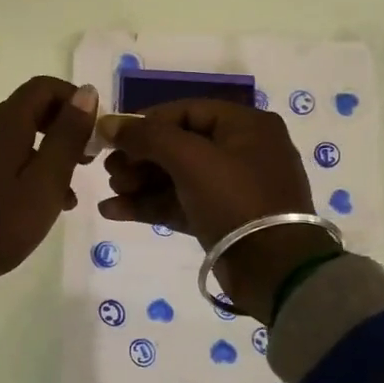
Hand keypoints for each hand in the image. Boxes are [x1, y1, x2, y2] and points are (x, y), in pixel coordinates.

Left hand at [0, 77, 99, 286]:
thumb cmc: (0, 222)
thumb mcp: (46, 182)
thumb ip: (67, 136)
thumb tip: (86, 92)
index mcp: (4, 124)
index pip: (43, 87)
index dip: (74, 100)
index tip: (95, 130)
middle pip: (31, 110)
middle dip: (64, 129)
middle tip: (87, 161)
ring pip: (19, 139)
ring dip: (49, 155)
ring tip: (69, 193)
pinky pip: (3, 159)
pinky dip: (28, 170)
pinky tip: (41, 204)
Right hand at [100, 100, 336, 319]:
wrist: (274, 271)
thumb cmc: (235, 200)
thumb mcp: (190, 160)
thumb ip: (147, 137)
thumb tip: (108, 123)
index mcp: (246, 125)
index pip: (185, 111)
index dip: (145, 122)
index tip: (112, 137)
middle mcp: (242, 150)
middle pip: (178, 144)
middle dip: (139, 157)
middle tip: (110, 171)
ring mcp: (233, 187)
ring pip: (176, 176)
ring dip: (140, 182)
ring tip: (110, 192)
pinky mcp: (222, 218)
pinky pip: (181, 202)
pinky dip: (151, 205)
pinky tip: (114, 210)